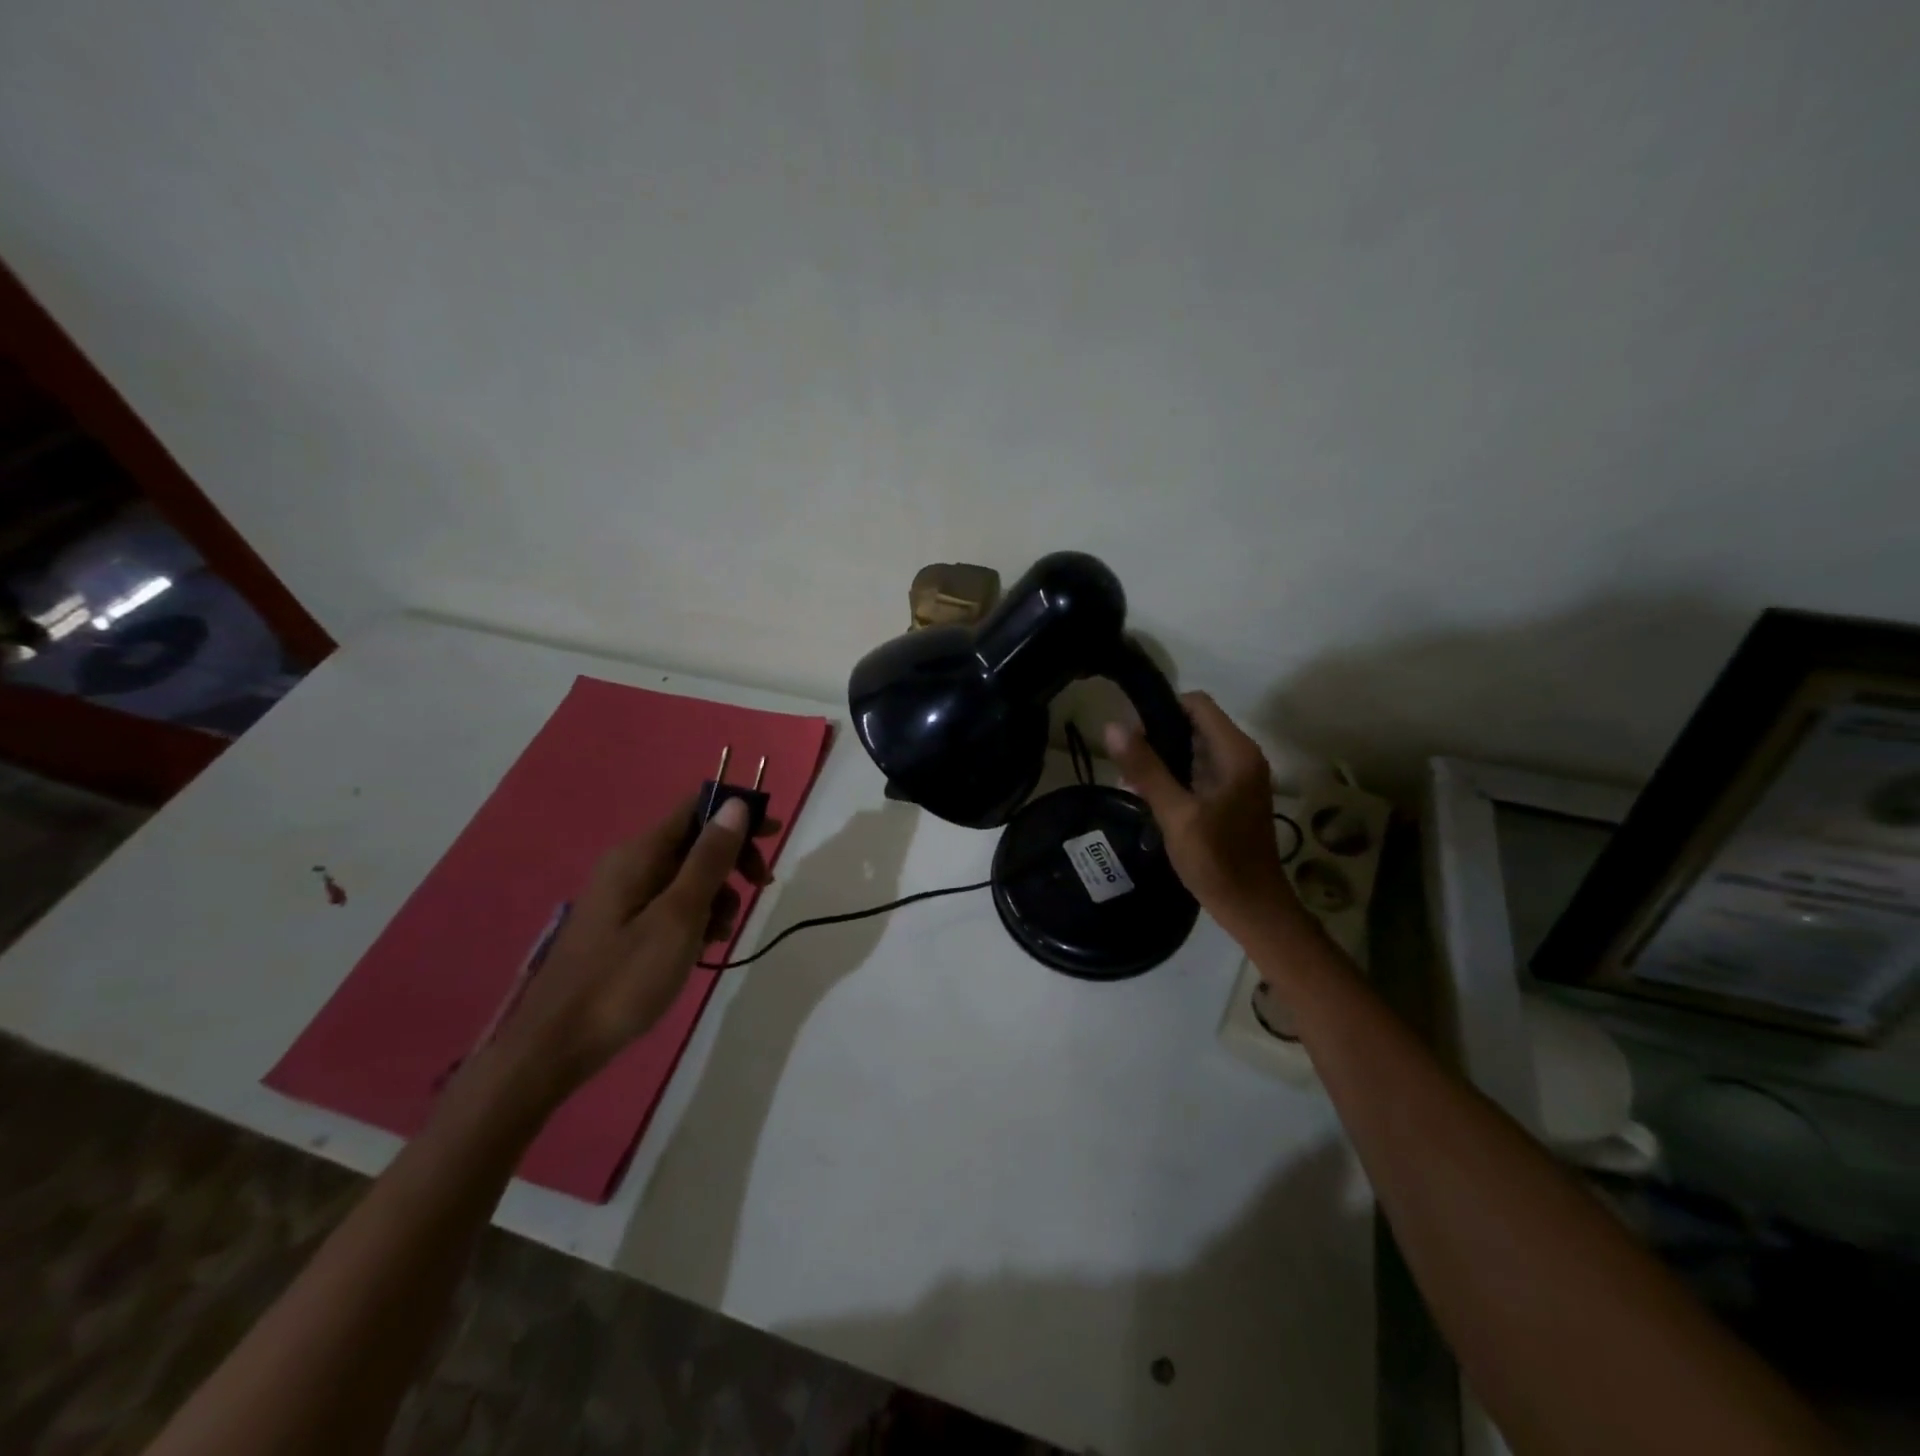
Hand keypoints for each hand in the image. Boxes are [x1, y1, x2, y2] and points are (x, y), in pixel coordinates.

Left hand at [488, 794, 778, 1107]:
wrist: (557, 1045)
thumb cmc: (624, 978)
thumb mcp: (679, 916)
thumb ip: (709, 859)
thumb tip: (736, 805)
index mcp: (639, 854)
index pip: (695, 809)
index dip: (737, 814)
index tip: (773, 836)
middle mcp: (630, 865)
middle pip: (695, 842)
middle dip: (731, 862)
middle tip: (760, 888)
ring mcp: (624, 896)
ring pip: (687, 877)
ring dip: (716, 896)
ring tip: (720, 934)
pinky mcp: (623, 925)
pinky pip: (671, 904)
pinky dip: (695, 917)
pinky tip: (702, 947)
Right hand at [1104, 692, 1299, 939]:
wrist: (1253, 908)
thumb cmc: (1217, 860)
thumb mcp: (1176, 814)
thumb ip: (1147, 769)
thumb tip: (1112, 727)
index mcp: (1236, 753)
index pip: (1197, 704)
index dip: (1162, 708)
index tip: (1130, 731)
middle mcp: (1242, 757)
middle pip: (1195, 724)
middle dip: (1158, 735)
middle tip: (1125, 760)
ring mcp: (1239, 778)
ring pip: (1195, 748)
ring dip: (1164, 757)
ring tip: (1130, 780)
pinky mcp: (1231, 797)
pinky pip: (1199, 771)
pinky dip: (1175, 775)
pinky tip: (1149, 796)